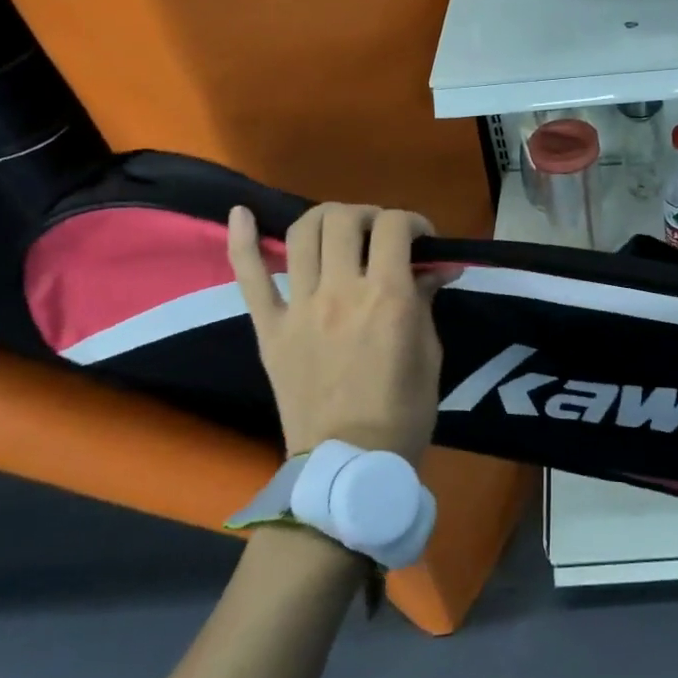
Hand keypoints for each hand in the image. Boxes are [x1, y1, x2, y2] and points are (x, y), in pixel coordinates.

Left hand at [227, 202, 444, 463]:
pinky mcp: (269, 328)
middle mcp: (341, 291)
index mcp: (388, 297)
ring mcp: (299, 307)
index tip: (421, 240)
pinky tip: (241, 213)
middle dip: (369, 215)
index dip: (414, 222)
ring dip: (325, 219)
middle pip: (345, 219)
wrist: (350, 464)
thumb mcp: (430, 353)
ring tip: (338, 230)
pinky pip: (249, 276)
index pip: (395, 227)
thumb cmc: (404, 412)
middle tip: (380, 235)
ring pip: (303, 234)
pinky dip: (243, 240)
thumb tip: (435, 267)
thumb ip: (425, 300)